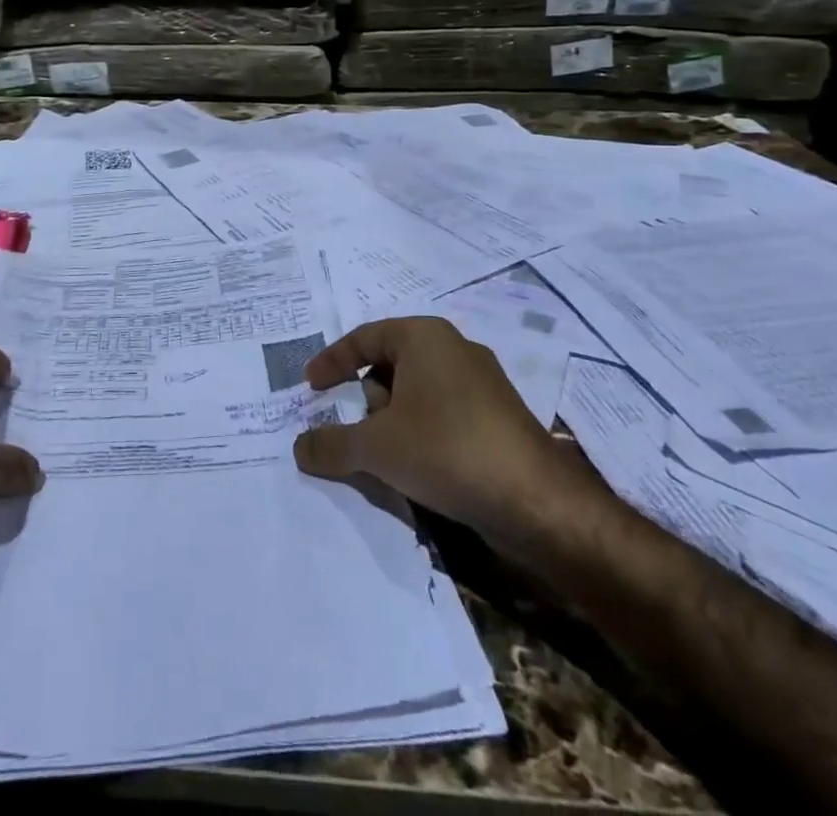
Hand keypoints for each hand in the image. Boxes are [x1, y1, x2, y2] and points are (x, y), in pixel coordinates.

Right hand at [292, 317, 597, 549]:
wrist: (537, 500)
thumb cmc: (447, 450)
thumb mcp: (376, 448)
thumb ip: (332, 444)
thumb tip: (299, 447)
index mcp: (424, 336)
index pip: (364, 338)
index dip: (333, 361)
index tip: (311, 387)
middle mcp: (454, 348)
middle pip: (390, 364)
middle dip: (368, 400)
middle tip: (359, 433)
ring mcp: (482, 382)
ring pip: (417, 392)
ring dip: (394, 421)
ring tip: (389, 459)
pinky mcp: (498, 415)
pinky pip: (443, 413)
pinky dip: (422, 433)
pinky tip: (421, 469)